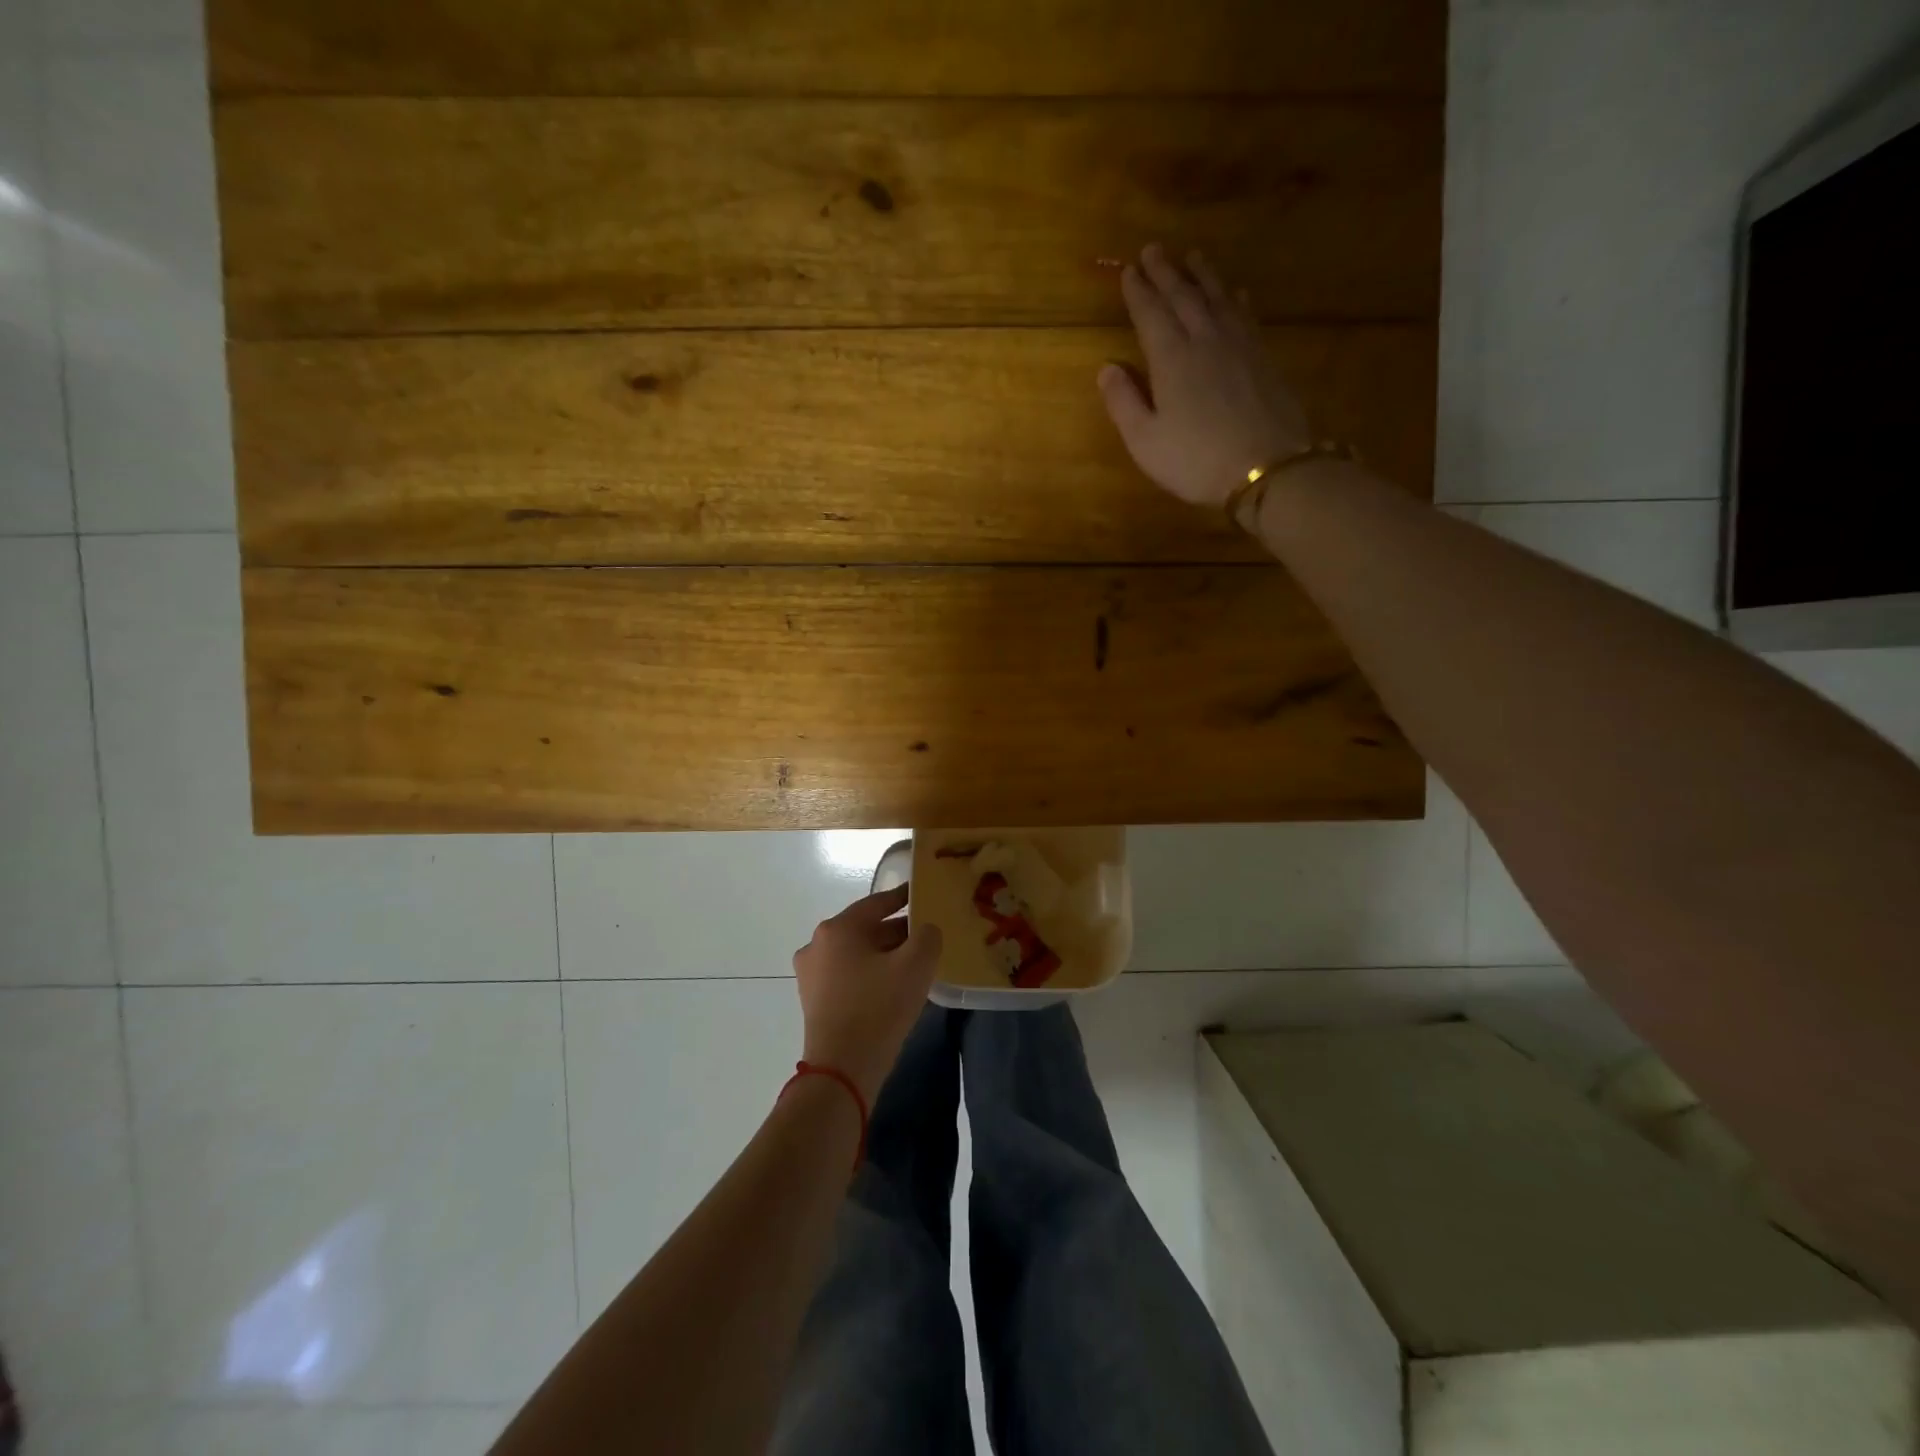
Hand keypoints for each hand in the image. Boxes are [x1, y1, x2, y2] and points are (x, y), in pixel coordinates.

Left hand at [793, 885, 943, 1102]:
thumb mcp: (916, 965)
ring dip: (883, 955)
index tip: (921, 893)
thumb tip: (925, 930)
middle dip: (896, 931)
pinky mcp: (814, 1000)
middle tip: (926, 935)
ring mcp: (811, 974)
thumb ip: (927, 936)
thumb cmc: (879, 1008)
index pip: (877, 903)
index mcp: (838, 928)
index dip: (903, 897)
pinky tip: (892, 987)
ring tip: (913, 963)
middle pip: (865, 929)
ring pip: (856, 953)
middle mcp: (818, 944)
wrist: (842, 1070)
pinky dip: (869, 974)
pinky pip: (848, 975)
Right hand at [1099, 244, 1312, 508]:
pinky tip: (1234, 293)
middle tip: (1153, 249)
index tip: (1127, 270)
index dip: (1137, 291)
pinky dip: (1234, 298)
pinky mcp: (1263, 357)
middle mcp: (1204, 339)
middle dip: (1166, 272)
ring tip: (1192, 257)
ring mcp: (1239, 345)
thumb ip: (1123, 402)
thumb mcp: (1145, 441)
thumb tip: (1107, 368)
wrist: (1267, 468)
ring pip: (1217, 298)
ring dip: (1202, 275)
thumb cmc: (1195, 460)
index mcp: (1171, 359)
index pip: (1150, 314)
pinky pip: (1245, 315)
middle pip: (1183, 296)